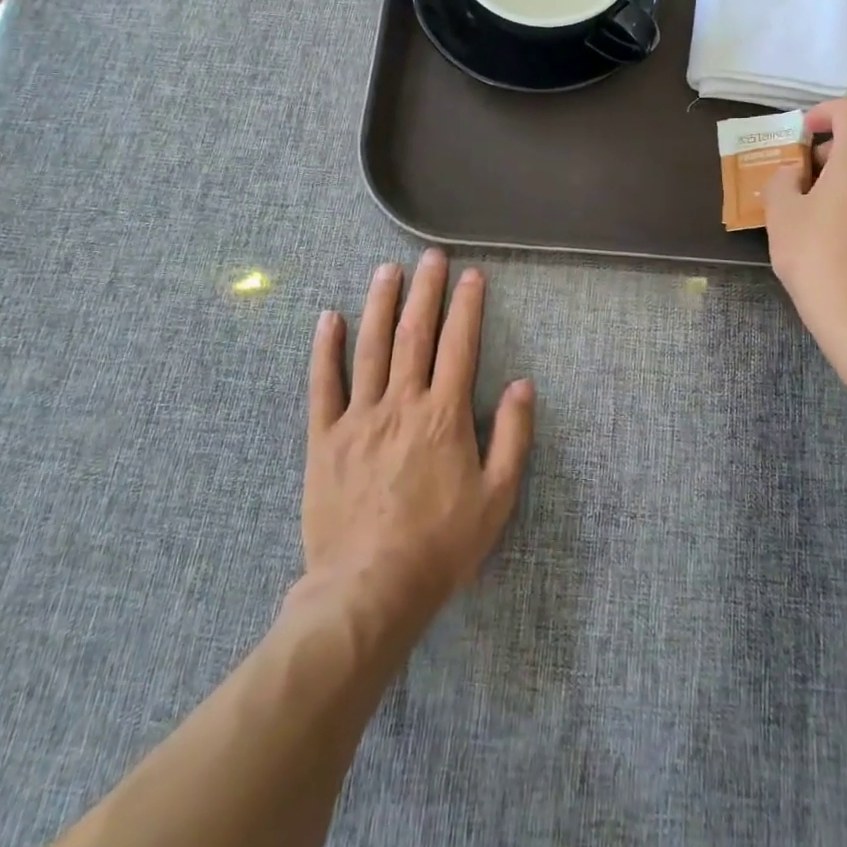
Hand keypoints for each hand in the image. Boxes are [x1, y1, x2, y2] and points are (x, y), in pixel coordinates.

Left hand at [301, 250, 534, 630]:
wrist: (370, 590)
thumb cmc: (441, 546)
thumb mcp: (496, 498)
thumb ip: (513, 437)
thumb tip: (523, 384)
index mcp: (444, 416)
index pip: (459, 345)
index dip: (467, 306)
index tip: (471, 275)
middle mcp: (401, 404)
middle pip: (414, 334)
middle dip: (425, 290)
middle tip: (430, 256)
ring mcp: (359, 417)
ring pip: (370, 347)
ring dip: (380, 304)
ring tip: (387, 270)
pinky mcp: (325, 438)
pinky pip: (323, 385)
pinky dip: (326, 349)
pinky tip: (330, 318)